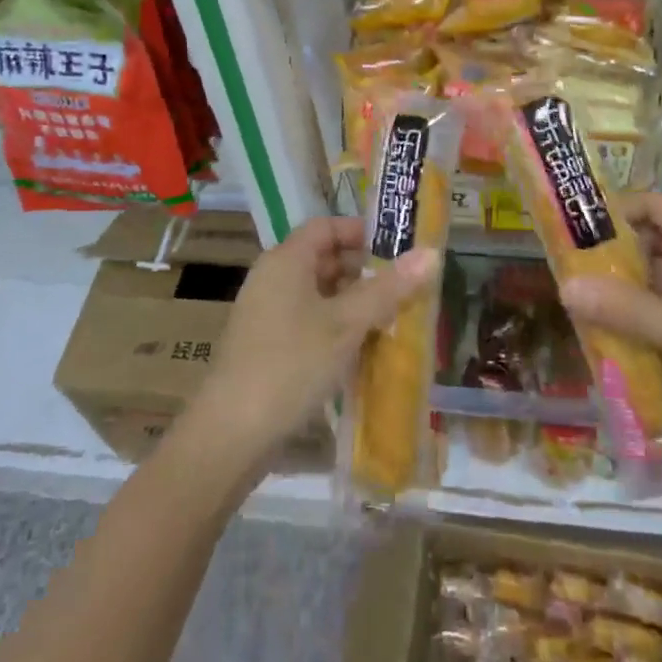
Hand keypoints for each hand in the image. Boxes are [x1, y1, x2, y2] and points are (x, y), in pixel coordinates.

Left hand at [190, 216, 439, 465]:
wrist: (230, 435)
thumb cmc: (291, 364)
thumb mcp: (346, 324)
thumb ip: (389, 289)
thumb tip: (432, 253)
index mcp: (286, 260)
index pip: (326, 226)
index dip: (361, 232)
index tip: (397, 249)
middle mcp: (272, 278)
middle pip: (323, 259)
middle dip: (364, 271)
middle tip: (403, 288)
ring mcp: (266, 314)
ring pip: (317, 294)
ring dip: (353, 303)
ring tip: (391, 320)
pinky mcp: (266, 347)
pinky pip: (307, 321)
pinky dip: (335, 327)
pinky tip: (361, 351)